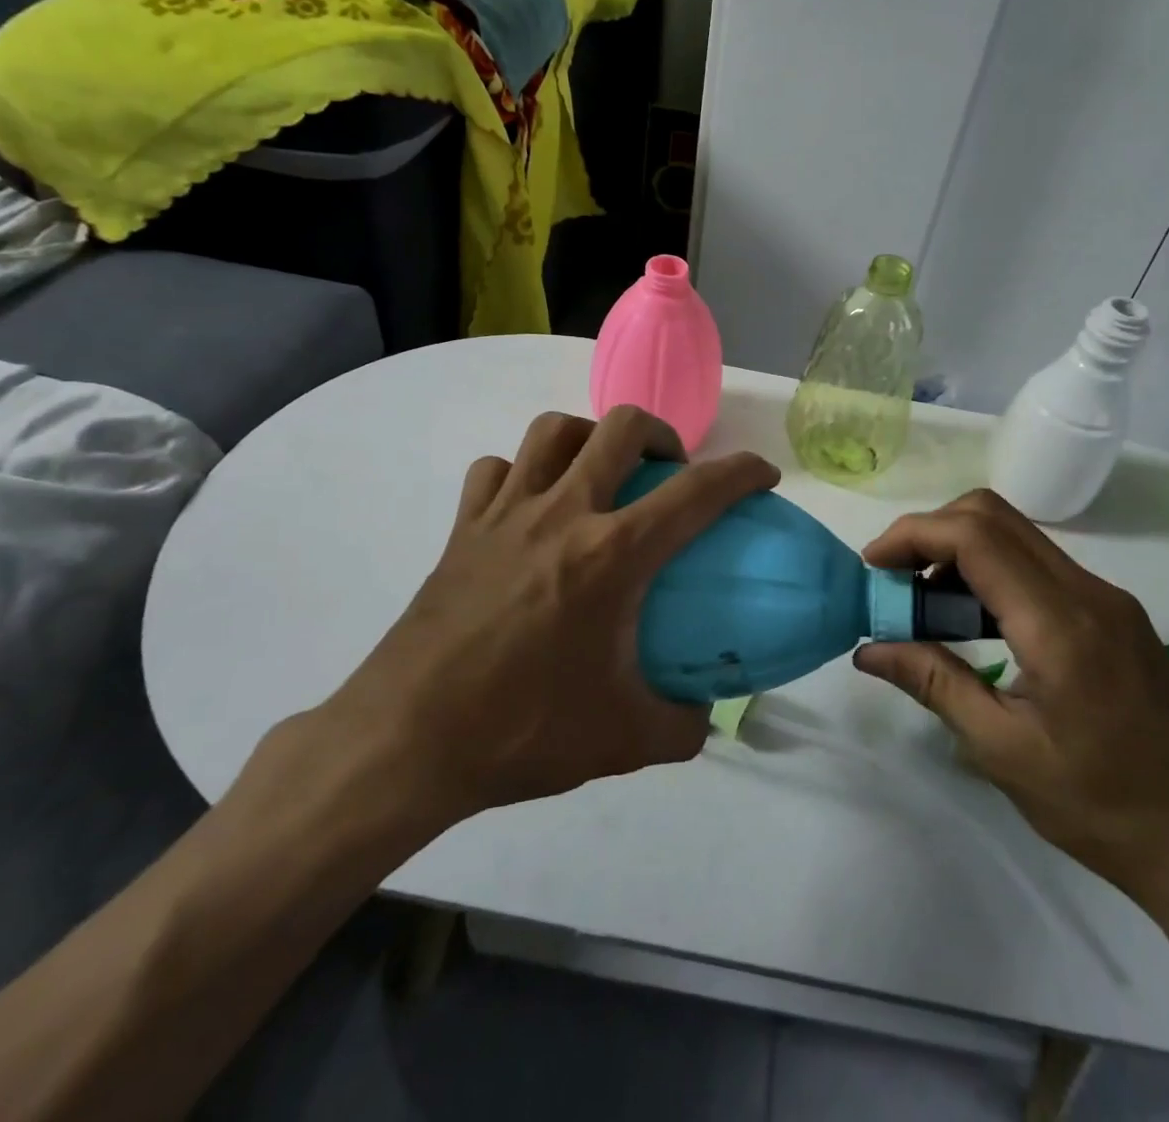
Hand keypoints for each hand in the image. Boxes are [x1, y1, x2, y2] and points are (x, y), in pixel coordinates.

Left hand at [315, 407, 779, 840]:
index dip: (741, 473)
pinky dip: (523, 472)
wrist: (406, 741)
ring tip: (602, 473)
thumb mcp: (623, 740)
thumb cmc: (522, 732)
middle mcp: (563, 513)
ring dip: (590, 437)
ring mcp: (506, 513)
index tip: (763, 474)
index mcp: (611, 555)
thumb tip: (704, 715)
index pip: (696, 493)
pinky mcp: (463, 528)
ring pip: (554, 430)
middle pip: (621, 428)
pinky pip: (496, 470)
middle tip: (671, 470)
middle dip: (662, 434)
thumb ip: (681, 725)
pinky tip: (530, 505)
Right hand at [853, 490, 1168, 919]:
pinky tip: (973, 621)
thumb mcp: (1002, 750)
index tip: (872, 567)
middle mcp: (1087, 591)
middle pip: (994, 515)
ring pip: (1016, 535)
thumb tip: (869, 648)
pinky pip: (1038, 565)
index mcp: (1060, 623)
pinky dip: (990, 572)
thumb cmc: (1102, 807)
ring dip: (959, 551)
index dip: (912, 535)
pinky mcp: (1114, 613)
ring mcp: (1107, 598)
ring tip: (924, 605)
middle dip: (931, 532)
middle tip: (894, 580)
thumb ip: (933, 682)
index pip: (975, 536)